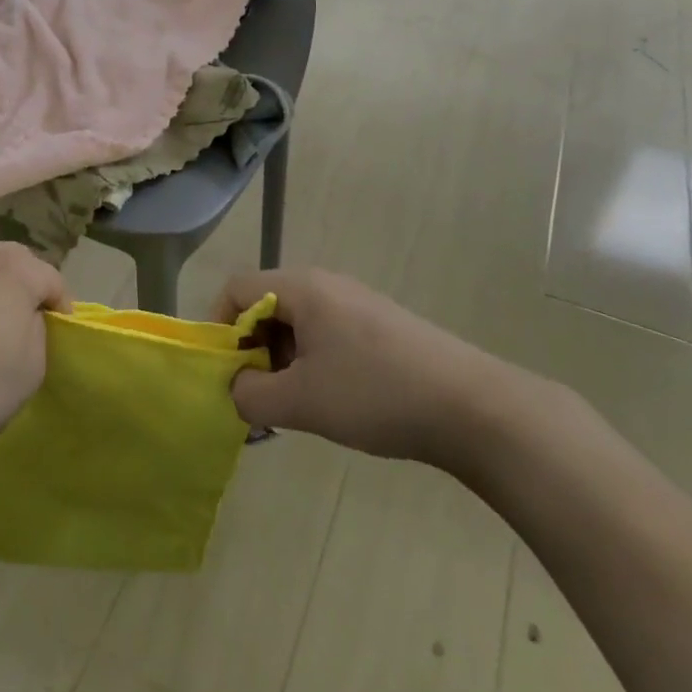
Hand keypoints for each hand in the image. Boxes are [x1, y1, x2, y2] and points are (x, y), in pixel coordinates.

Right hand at [214, 267, 522, 476]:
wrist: (472, 407)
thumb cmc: (375, 394)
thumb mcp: (301, 401)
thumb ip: (251, 394)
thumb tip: (235, 388)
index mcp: (301, 288)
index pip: (236, 289)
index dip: (218, 327)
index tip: (223, 373)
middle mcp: (325, 284)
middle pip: (265, 305)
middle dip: (251, 350)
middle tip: (257, 396)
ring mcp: (356, 302)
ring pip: (297, 323)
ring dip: (282, 360)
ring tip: (293, 406)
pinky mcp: (379, 325)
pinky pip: (326, 334)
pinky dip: (312, 362)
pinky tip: (330, 401)